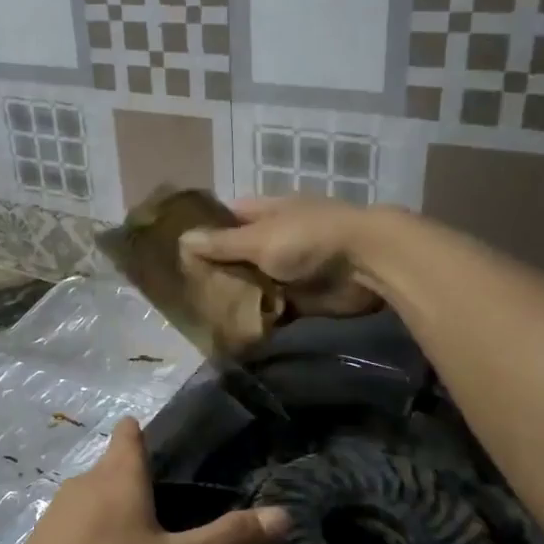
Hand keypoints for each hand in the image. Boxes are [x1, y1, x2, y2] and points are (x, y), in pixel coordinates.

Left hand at [0, 417, 288, 543]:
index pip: (129, 433)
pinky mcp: (39, 542)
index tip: (153, 441)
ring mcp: (56, 511)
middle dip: (132, 482)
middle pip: (111, 468)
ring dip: (109, 514)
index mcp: (119, 474)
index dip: (140, 433)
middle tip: (161, 509)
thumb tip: (284, 514)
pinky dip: (87, 541)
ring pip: (90, 500)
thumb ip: (230, 539)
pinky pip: (71, 530)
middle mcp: (85, 482)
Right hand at [178, 195, 384, 318]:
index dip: (204, 231)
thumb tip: (182, 239)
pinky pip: (272, 309)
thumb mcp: (259, 239)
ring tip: (198, 314)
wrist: (367, 264)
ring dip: (234, 297)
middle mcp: (275, 239)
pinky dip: (257, 318)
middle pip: (238, 254)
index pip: (227, 218)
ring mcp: (289, 269)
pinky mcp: (302, 298)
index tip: (176, 250)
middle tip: (181, 290)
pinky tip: (231, 331)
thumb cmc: (309, 238)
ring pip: (253, 283)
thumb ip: (222, 244)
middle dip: (215, 270)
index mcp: (266, 213)